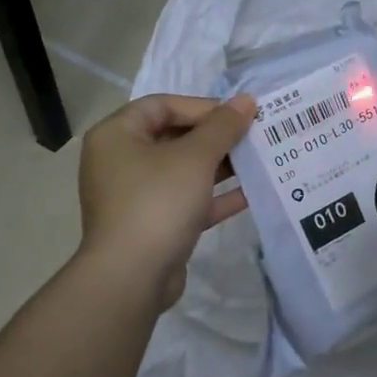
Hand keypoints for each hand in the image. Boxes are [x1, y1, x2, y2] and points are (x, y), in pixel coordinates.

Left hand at [77, 93, 256, 308]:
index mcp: (117, 136)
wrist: (132, 276)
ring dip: (221, 166)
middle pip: (174, 137)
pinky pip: (187, 201)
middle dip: (216, 137)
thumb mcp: (195, 157)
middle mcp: (121, 162)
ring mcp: (136, 196)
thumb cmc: (158, 202)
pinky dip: (215, 196)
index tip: (239, 116)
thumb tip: (247, 101)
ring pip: (183, 171)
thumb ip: (223, 127)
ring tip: (258, 160)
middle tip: (253, 137)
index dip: (203, 106)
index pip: (162, 105)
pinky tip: (251, 193)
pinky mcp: (153, 225)